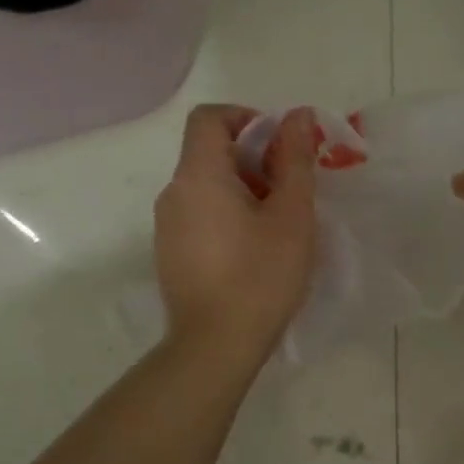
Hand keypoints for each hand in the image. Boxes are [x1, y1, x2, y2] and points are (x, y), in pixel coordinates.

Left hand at [155, 105, 316, 362]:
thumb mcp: (292, 215)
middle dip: (253, 158)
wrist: (215, 346)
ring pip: (205, 185)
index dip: (247, 118)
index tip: (279, 146)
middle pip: (208, 151)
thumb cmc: (260, 276)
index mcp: (199, 175)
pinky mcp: (170, 252)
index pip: (210, 117)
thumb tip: (297, 116)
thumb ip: (295, 160)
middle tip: (290, 190)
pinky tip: (253, 249)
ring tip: (277, 223)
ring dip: (242, 187)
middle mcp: (173, 192)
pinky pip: (198, 213)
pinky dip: (226, 213)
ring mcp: (166, 225)